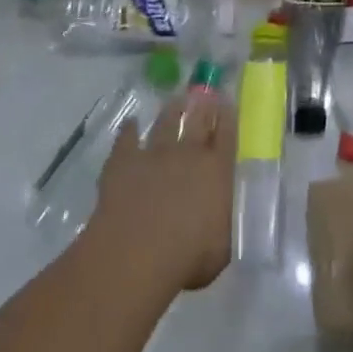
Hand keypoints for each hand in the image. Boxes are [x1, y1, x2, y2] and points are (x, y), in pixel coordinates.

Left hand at [88, 93, 234, 294]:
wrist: (138, 250)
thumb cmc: (189, 256)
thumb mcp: (223, 246)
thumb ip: (225, 221)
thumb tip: (227, 211)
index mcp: (217, 170)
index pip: (227, 136)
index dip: (228, 118)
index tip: (228, 104)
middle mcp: (188, 153)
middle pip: (198, 120)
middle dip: (203, 106)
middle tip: (204, 94)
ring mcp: (154, 152)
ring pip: (165, 123)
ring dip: (171, 111)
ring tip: (175, 101)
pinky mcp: (124, 160)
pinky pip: (127, 139)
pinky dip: (129, 130)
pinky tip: (130, 124)